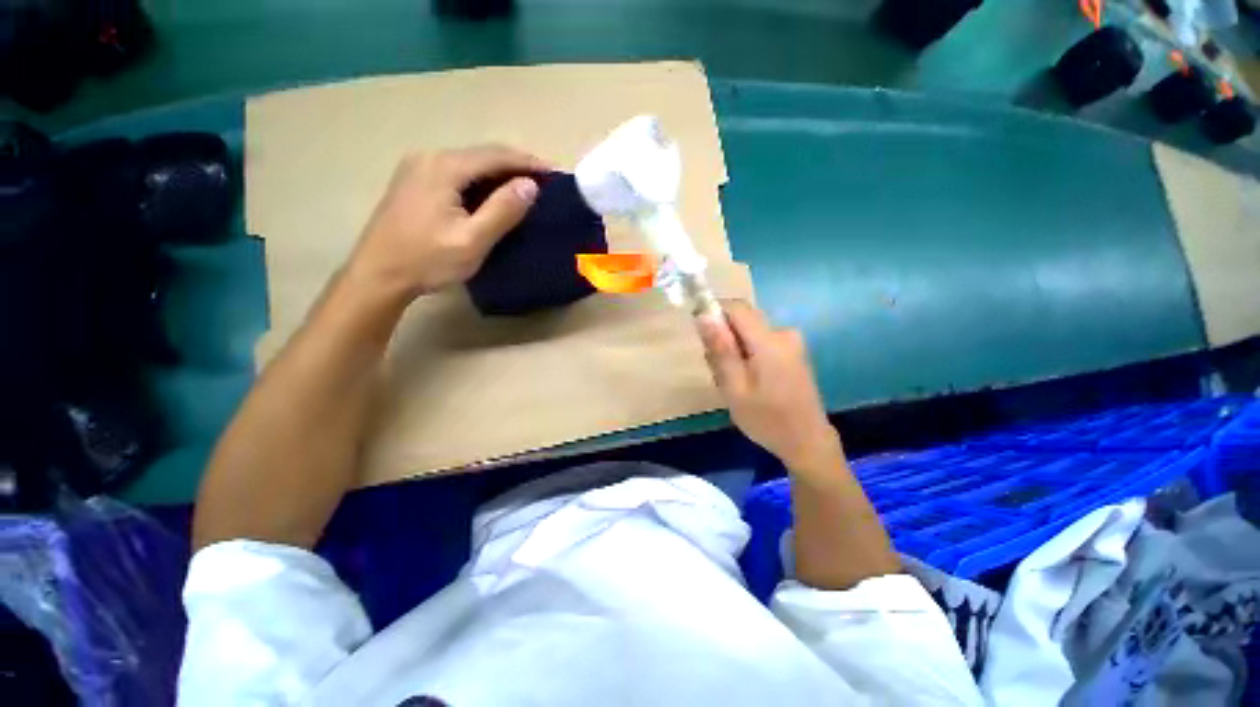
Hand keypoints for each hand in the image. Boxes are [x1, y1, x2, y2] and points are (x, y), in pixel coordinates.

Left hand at [347, 145, 547, 301]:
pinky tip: (495, 196)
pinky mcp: (415, 182)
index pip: (496, 155)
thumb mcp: (472, 240)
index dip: (530, 162)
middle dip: (517, 166)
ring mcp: (419, 168)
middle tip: (547, 183)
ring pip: (471, 164)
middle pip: (483, 155)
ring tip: (527, 189)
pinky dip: (483, 182)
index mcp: (444, 167)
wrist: (378, 274)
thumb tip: (531, 185)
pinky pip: (458, 174)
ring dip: (500, 175)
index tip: (557, 173)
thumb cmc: (427, 260)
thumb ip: (502, 211)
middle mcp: (430, 158)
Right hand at [697, 301, 843, 472]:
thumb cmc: (766, 419)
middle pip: (742, 320)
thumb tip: (703, 315)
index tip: (703, 339)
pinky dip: (748, 356)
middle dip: (723, 339)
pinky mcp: (793, 352)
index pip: (736, 307)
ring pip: (749, 333)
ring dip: (734, 351)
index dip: (714, 314)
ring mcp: (791, 342)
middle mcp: (783, 333)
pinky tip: (748, 382)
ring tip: (733, 383)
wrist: (807, 442)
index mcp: (769, 341)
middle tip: (719, 372)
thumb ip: (720, 349)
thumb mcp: (735, 388)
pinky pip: (760, 342)